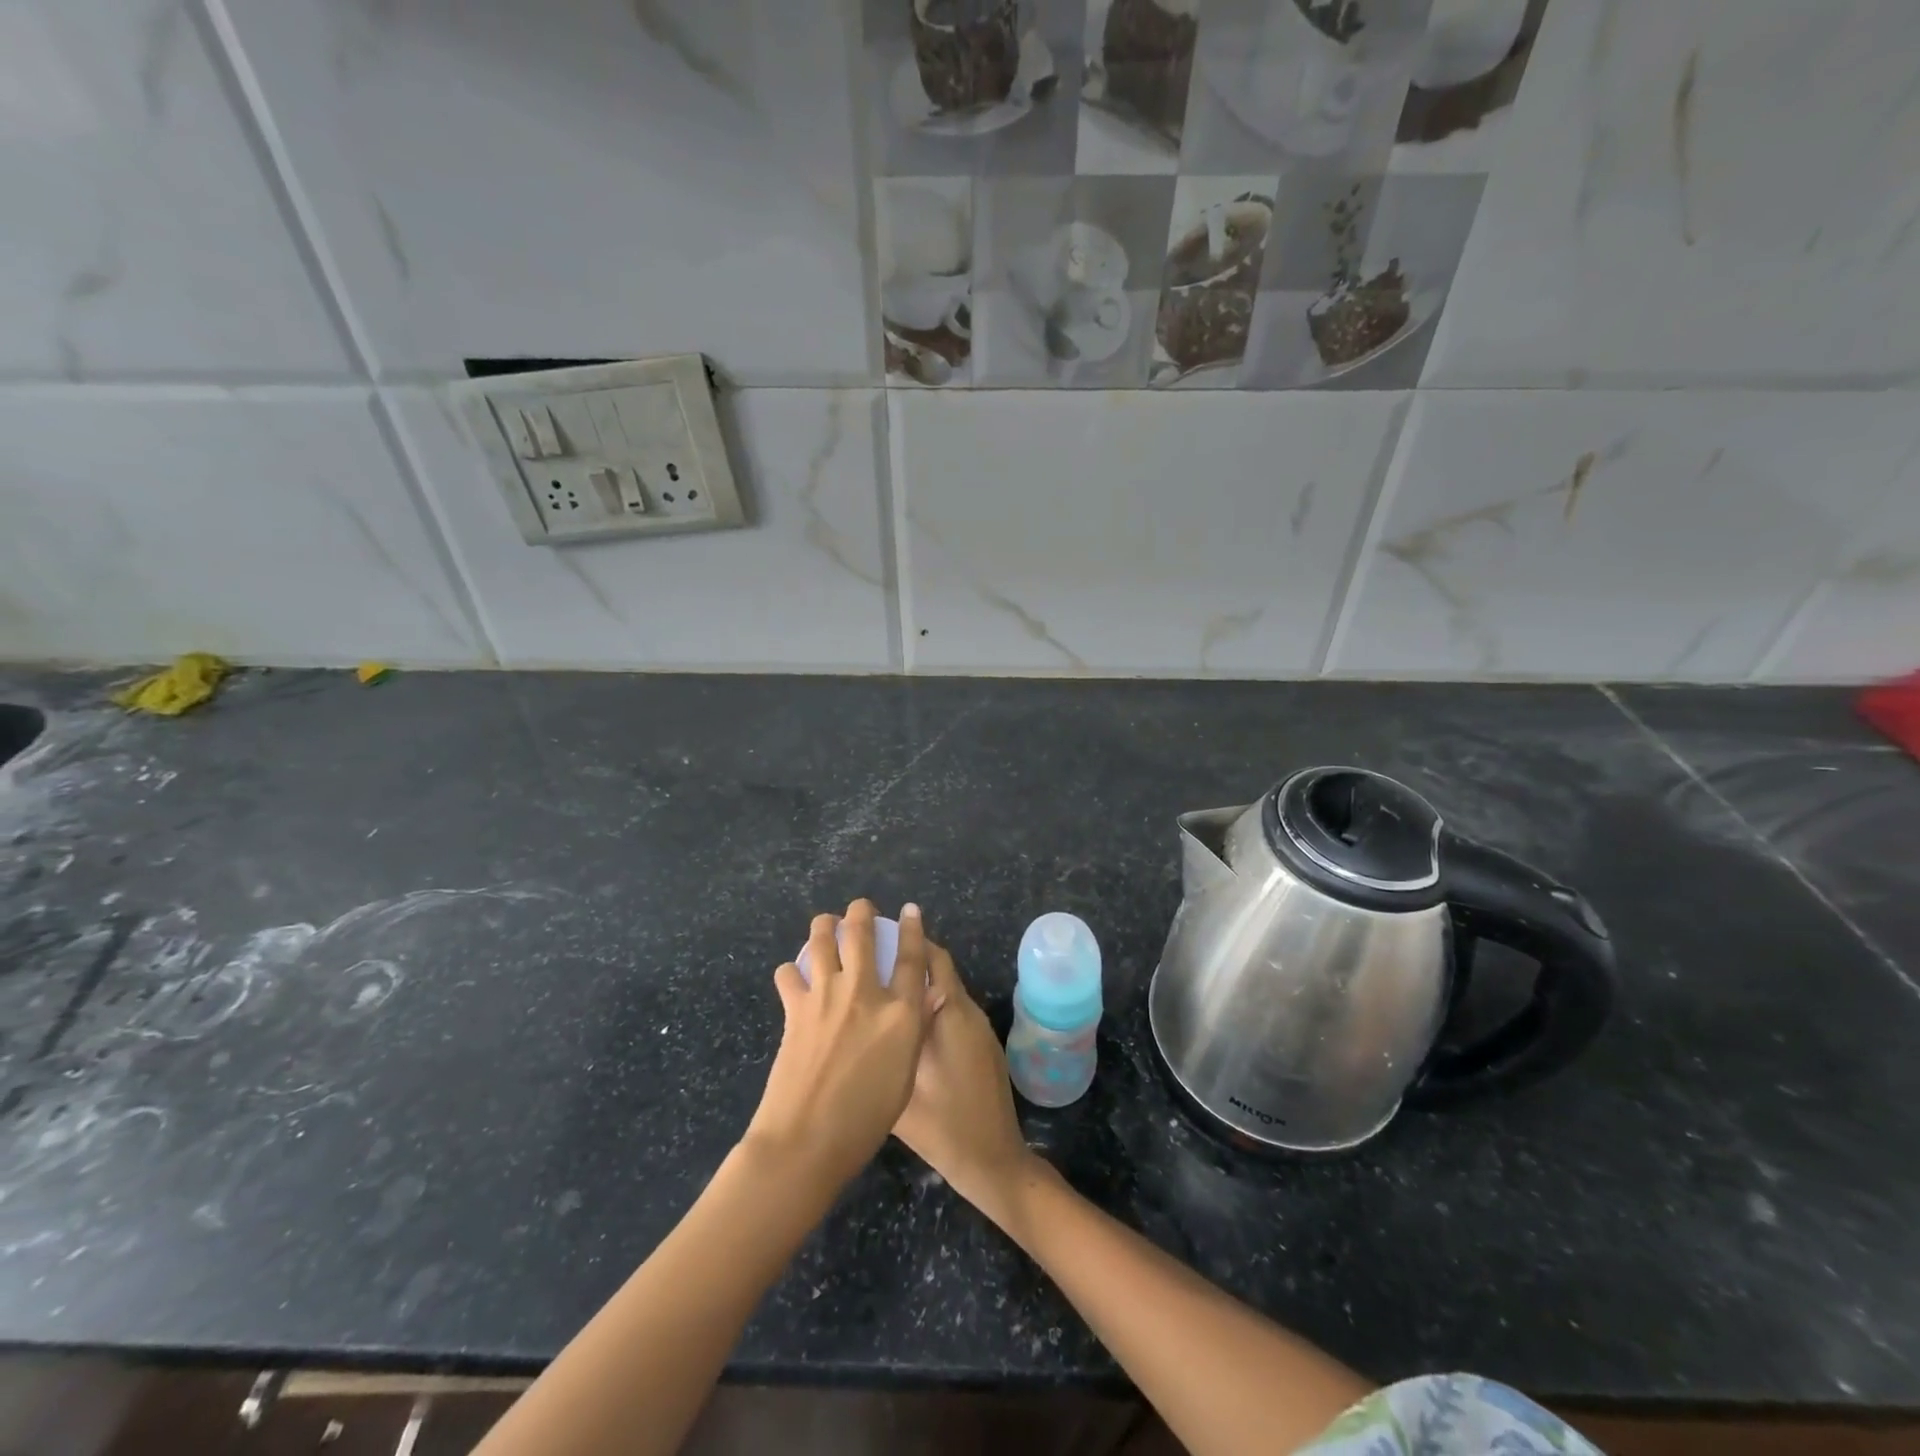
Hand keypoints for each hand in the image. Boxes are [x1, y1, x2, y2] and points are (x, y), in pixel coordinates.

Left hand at [743, 900, 933, 1191]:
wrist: (807, 1139)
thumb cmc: (866, 1119)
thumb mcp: (905, 1075)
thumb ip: (911, 1032)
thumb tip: (919, 1002)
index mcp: (900, 1014)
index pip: (912, 958)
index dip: (913, 929)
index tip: (910, 909)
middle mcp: (864, 994)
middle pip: (862, 935)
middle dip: (861, 913)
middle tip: (860, 907)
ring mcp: (826, 997)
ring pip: (822, 941)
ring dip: (824, 926)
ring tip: (826, 924)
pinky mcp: (795, 1009)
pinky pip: (789, 975)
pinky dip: (791, 971)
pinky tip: (794, 976)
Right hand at [892, 936, 1037, 1228]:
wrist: (992, 1160)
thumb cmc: (943, 1126)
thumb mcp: (899, 1088)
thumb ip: (884, 1045)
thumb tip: (858, 1015)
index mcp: (949, 1014)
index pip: (930, 959)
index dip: (907, 940)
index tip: (877, 931)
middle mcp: (967, 1012)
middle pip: (940, 969)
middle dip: (912, 954)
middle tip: (876, 951)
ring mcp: (977, 1029)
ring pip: (946, 989)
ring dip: (920, 980)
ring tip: (883, 982)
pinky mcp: (981, 1045)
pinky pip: (952, 1009)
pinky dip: (930, 1002)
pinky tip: (904, 1019)